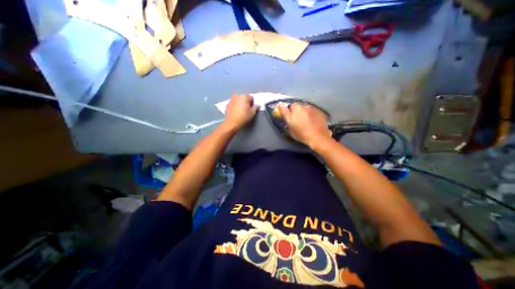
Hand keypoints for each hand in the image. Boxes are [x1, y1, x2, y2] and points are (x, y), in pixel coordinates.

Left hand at [223, 94, 258, 129]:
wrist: (232, 123)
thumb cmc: (243, 117)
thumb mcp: (252, 113)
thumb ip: (256, 107)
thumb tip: (258, 105)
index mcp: (244, 96)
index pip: (251, 97)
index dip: (252, 103)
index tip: (252, 109)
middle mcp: (237, 95)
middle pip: (244, 97)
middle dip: (246, 102)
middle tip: (247, 110)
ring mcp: (231, 99)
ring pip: (238, 100)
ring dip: (240, 103)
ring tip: (241, 111)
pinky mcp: (227, 104)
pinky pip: (233, 103)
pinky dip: (235, 106)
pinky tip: (236, 112)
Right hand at [281, 103, 331, 148]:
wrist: (318, 137)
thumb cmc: (301, 133)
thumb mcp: (289, 125)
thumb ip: (284, 113)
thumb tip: (280, 105)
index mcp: (296, 108)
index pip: (289, 106)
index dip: (288, 112)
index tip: (289, 118)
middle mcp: (305, 106)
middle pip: (298, 107)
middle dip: (297, 112)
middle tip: (297, 121)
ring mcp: (314, 109)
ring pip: (306, 110)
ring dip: (304, 114)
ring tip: (305, 123)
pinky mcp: (321, 113)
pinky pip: (313, 113)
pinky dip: (312, 116)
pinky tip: (312, 123)